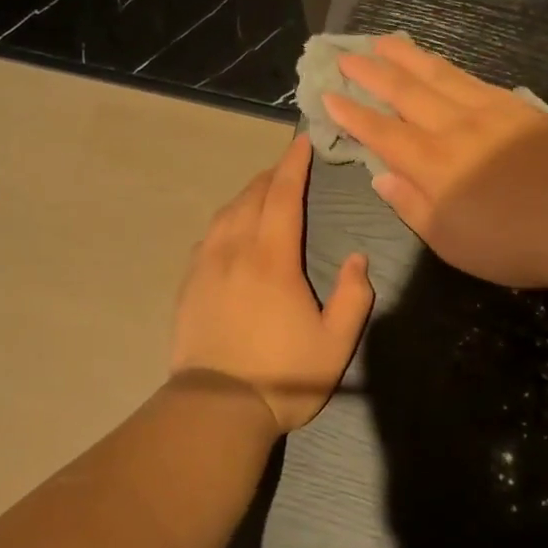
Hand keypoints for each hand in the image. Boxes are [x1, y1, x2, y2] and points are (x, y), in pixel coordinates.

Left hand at [170, 134, 374, 432]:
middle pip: (253, 196)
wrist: (216, 407)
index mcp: (273, 258)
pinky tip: (230, 228)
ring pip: (227, 213)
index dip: (294, 164)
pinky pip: (208, 236)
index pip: (284, 195)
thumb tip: (358, 258)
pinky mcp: (189, 283)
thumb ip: (353, 296)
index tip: (301, 141)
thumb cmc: (282, 375)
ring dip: (247, 194)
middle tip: (287, 164)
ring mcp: (207, 265)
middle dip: (272, 175)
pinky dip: (225, 220)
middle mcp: (236, 249)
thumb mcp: (335, 343)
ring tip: (262, 190)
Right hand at [325, 36, 547, 289]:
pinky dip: (447, 67)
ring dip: (406, 56)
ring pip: (437, 75)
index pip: (380, 131)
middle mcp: (452, 128)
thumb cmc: (510, 242)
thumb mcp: (449, 240)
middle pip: (404, 92)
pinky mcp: (516, 107)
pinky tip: (437, 61)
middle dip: (370, 72)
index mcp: (431, 164)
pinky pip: (472, 79)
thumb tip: (380, 174)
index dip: (351, 113)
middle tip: (346, 55)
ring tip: (383, 41)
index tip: (328, 95)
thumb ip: (411, 205)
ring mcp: (486, 111)